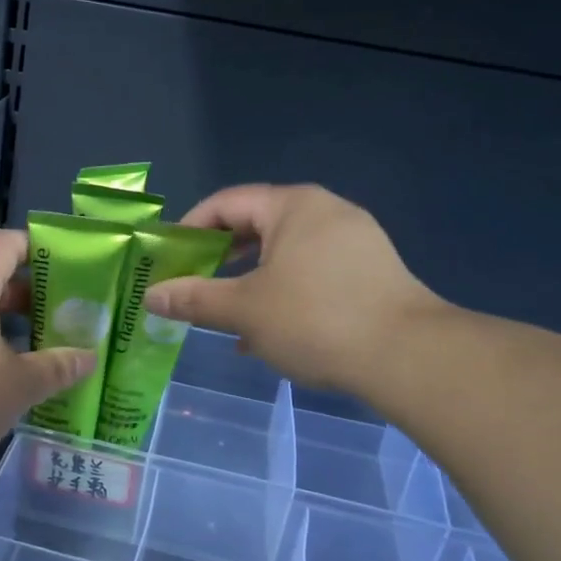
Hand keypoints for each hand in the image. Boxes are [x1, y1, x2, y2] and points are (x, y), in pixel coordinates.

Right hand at [142, 184, 444, 396]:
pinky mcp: (371, 272)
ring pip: (285, 253)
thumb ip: (194, 299)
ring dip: (250, 280)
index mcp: (293, 206)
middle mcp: (326, 212)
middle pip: (256, 225)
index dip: (190, 228)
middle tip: (193, 285)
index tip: (168, 259)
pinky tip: (270, 331)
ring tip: (226, 312)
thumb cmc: (315, 320)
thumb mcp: (244, 310)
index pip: (226, 203)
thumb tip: (151, 296)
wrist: (409, 357)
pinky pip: (312, 271)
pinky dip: (283, 291)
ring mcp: (355, 241)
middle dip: (220, 257)